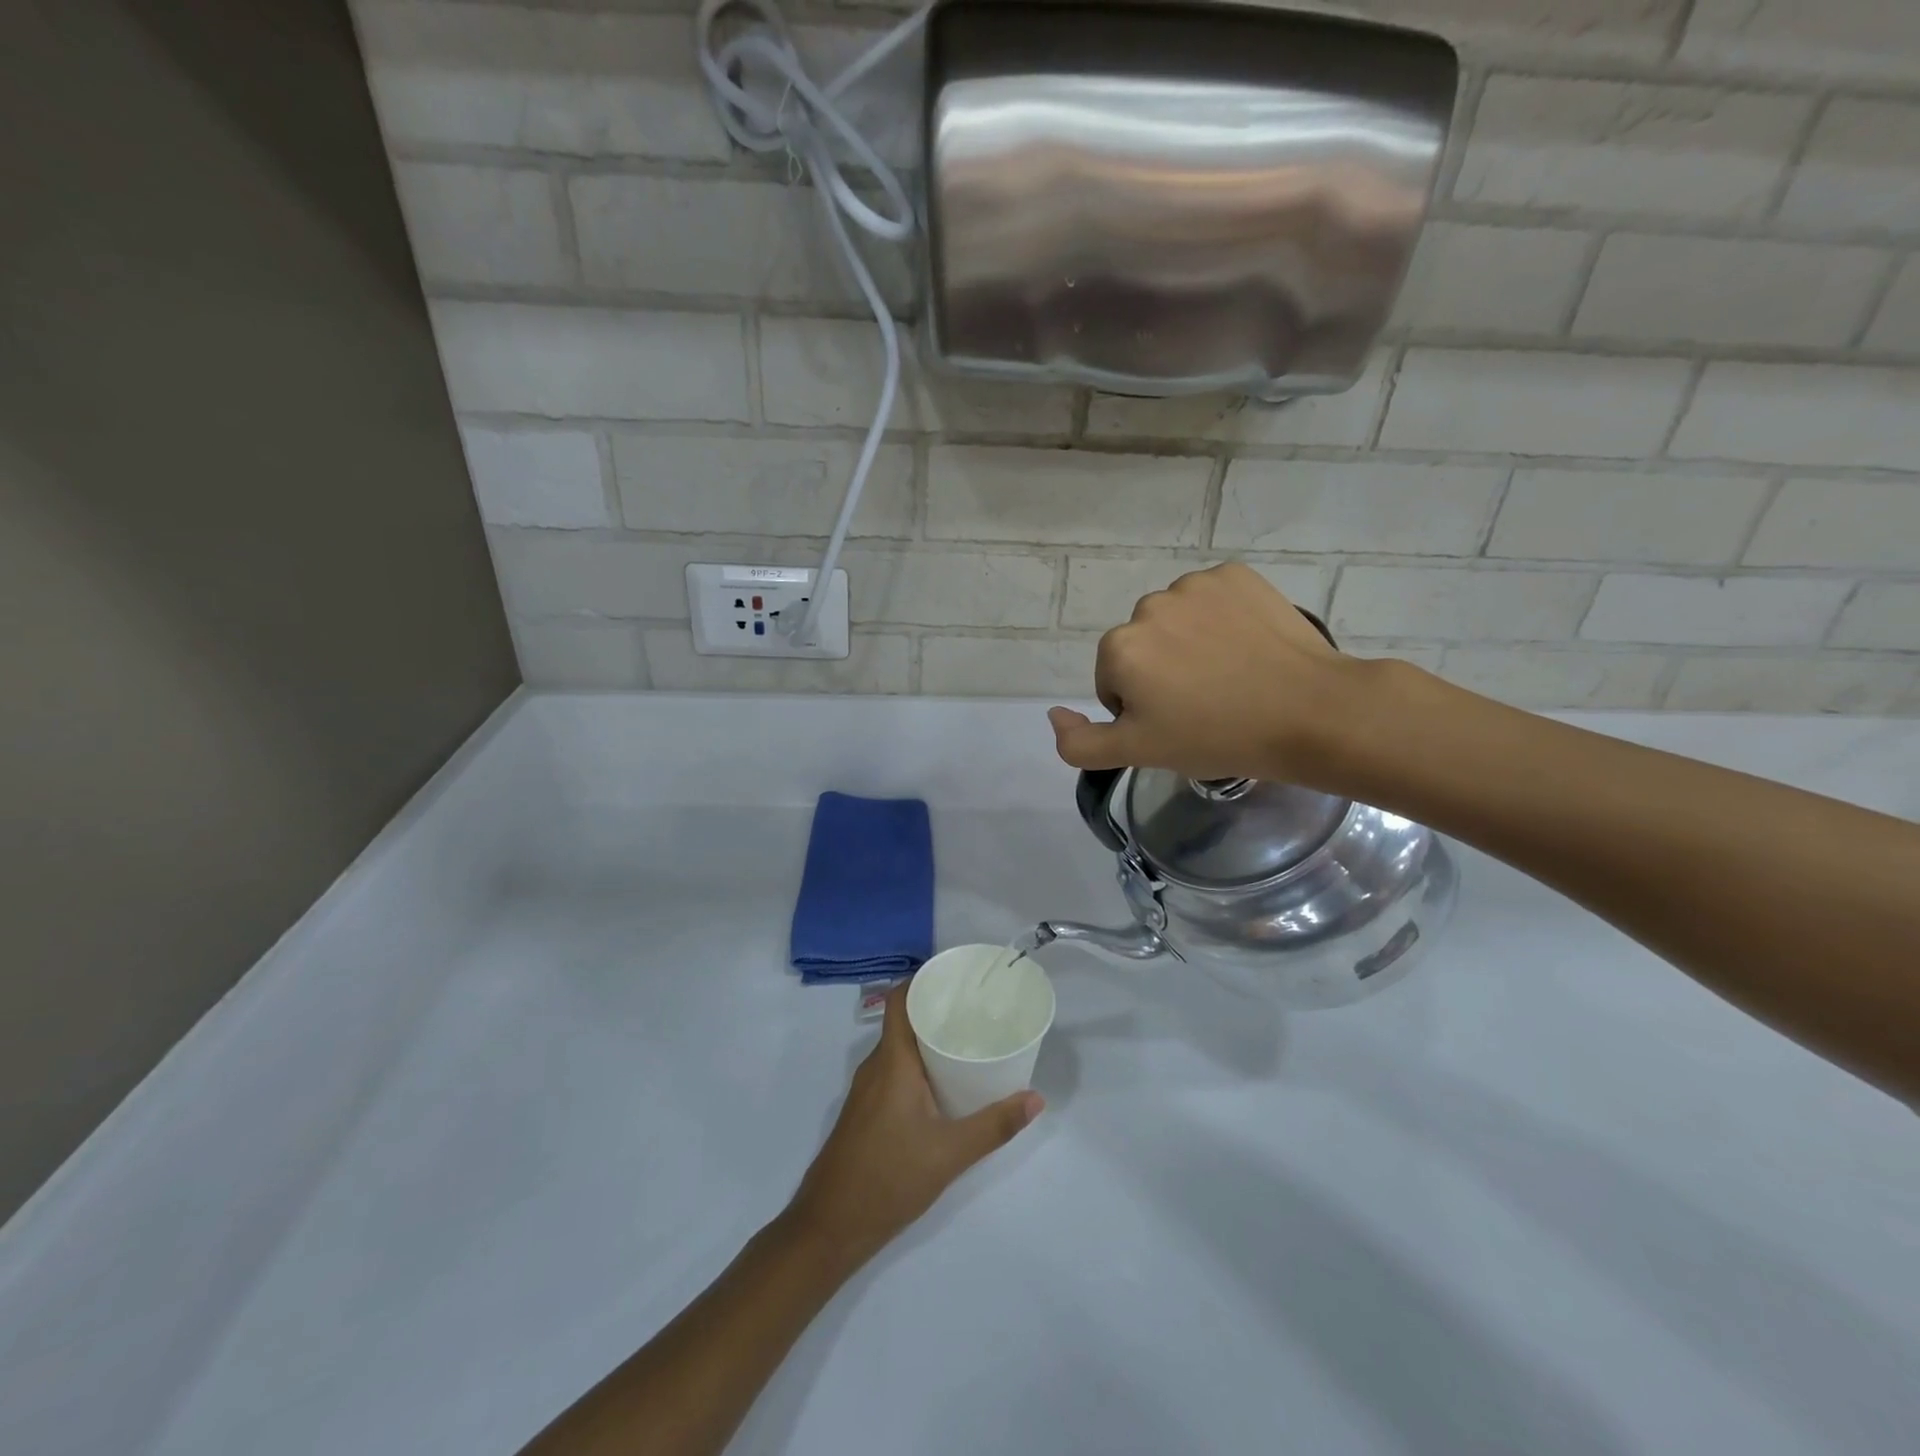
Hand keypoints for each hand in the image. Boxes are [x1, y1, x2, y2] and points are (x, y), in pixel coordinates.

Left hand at [786, 986, 1041, 1271]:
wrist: (829, 1227)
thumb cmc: (888, 1178)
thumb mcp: (949, 1154)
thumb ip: (994, 1126)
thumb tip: (1036, 1099)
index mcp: (892, 1061)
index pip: (900, 999)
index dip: (924, 980)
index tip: (957, 976)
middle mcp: (875, 1066)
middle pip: (903, 1020)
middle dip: (937, 1009)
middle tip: (977, 1008)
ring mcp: (867, 1090)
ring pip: (899, 1048)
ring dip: (928, 1039)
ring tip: (967, 1039)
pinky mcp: (866, 1111)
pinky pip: (894, 1070)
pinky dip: (918, 1064)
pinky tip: (944, 1082)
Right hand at [1047, 562, 1368, 785]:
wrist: (1309, 712)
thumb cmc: (1217, 738)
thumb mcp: (1138, 753)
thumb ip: (1079, 743)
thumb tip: (1052, 714)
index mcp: (1119, 649)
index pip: (1114, 682)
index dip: (1142, 709)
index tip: (1178, 724)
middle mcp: (1147, 607)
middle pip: (1141, 647)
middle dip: (1161, 672)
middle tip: (1205, 703)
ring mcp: (1194, 585)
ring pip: (1175, 620)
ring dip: (1189, 643)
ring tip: (1230, 675)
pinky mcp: (1235, 574)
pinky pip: (1210, 598)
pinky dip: (1221, 618)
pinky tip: (1246, 646)